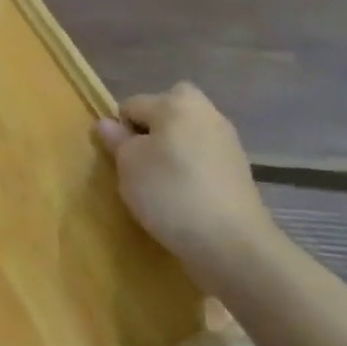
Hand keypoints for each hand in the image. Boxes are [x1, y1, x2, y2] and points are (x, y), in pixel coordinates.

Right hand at [96, 83, 282, 289]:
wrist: (232, 243)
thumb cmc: (170, 192)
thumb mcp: (129, 165)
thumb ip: (117, 140)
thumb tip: (107, 123)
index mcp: (176, 103)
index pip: (132, 105)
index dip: (119, 130)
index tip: (118, 159)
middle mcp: (206, 112)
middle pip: (166, 111)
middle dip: (151, 131)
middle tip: (140, 162)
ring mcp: (227, 141)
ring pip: (186, 135)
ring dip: (172, 152)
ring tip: (160, 184)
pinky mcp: (239, 170)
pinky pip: (203, 158)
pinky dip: (191, 171)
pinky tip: (184, 197)